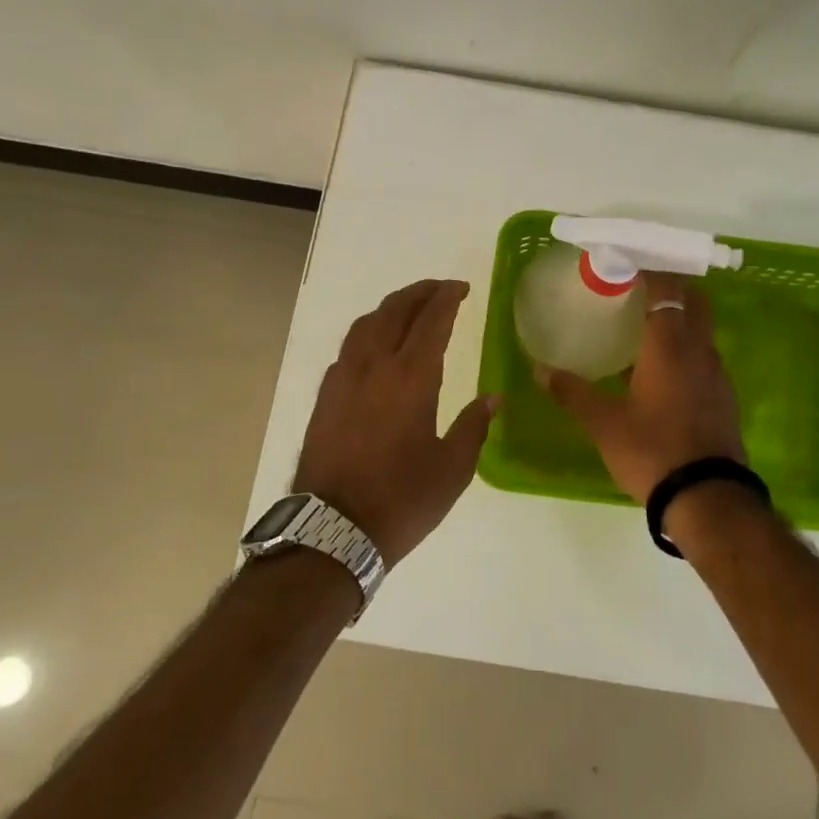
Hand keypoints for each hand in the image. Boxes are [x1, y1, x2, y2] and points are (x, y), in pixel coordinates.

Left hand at [293, 279, 498, 564]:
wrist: (332, 530)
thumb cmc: (401, 500)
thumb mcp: (452, 469)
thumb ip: (473, 426)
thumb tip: (493, 399)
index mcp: (411, 378)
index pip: (431, 320)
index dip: (447, 298)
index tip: (461, 288)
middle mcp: (374, 366)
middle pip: (395, 310)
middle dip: (420, 292)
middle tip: (440, 289)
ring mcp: (343, 379)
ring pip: (366, 324)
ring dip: (391, 307)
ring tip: (409, 308)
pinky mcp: (325, 396)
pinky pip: (349, 347)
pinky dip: (368, 332)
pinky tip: (377, 346)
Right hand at [538, 273, 745, 503]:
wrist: (708, 499)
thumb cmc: (652, 451)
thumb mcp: (604, 424)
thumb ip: (573, 393)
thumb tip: (540, 370)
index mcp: (669, 347)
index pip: (665, 290)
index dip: (648, 271)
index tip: (626, 264)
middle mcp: (698, 351)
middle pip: (693, 301)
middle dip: (671, 287)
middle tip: (638, 289)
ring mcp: (717, 375)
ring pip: (701, 330)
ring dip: (680, 319)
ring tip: (646, 327)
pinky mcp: (724, 397)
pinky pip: (704, 357)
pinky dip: (686, 348)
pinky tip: (663, 370)